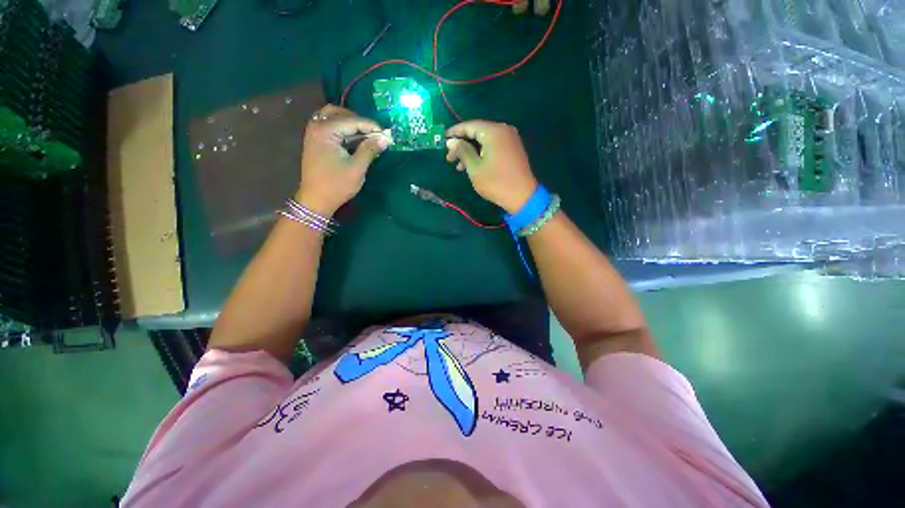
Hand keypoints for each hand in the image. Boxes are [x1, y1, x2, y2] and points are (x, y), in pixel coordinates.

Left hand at [296, 104, 390, 215]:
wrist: (316, 200)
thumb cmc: (337, 185)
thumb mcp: (357, 168)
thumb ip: (370, 150)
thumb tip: (385, 138)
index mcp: (325, 131)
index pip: (352, 121)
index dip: (371, 126)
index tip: (386, 134)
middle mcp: (316, 126)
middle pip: (339, 113)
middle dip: (359, 121)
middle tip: (374, 133)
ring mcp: (313, 133)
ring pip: (333, 117)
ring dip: (350, 123)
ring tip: (366, 135)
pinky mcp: (315, 141)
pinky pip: (329, 126)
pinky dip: (342, 129)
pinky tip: (354, 140)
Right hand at [446, 120, 537, 213]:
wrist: (522, 196)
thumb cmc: (496, 182)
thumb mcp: (475, 168)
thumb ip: (462, 151)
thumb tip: (451, 141)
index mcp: (494, 131)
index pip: (469, 126)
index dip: (455, 132)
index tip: (443, 140)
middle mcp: (503, 130)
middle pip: (477, 132)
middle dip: (462, 144)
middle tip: (450, 158)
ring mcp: (510, 139)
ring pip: (485, 140)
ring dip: (471, 151)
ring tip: (459, 166)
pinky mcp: (513, 149)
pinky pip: (493, 146)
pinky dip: (481, 153)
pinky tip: (473, 164)